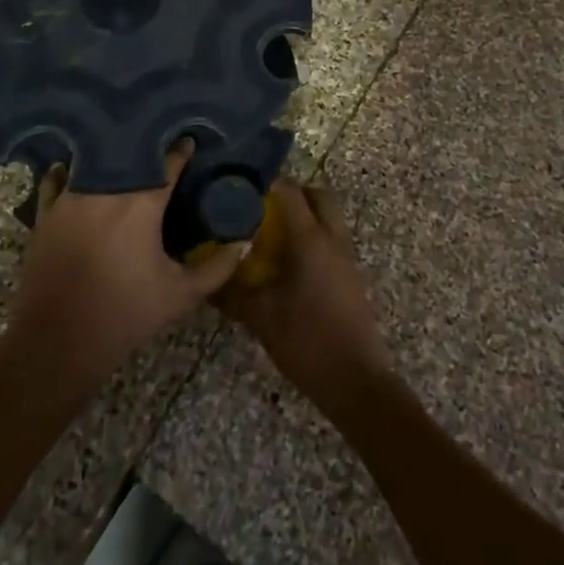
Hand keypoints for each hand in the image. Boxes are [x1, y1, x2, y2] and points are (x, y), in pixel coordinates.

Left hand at [4, 139, 248, 392]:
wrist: (58, 344)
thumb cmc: (125, 316)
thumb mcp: (181, 295)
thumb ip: (218, 267)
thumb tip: (244, 242)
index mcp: (141, 205)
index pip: (168, 164)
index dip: (182, 152)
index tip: (190, 143)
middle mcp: (105, 191)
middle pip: (130, 156)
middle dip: (146, 149)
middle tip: (158, 149)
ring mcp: (71, 198)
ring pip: (93, 162)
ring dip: (109, 157)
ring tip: (121, 156)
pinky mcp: (47, 213)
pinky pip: (55, 179)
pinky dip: (66, 171)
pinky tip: (74, 170)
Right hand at [215, 179, 392, 410]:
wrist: (357, 381)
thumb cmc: (308, 341)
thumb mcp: (261, 317)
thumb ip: (232, 292)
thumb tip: (206, 278)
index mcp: (311, 238)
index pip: (289, 191)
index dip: (266, 183)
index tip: (241, 186)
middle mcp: (332, 238)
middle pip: (317, 195)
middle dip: (292, 194)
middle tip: (262, 207)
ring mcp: (347, 257)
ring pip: (328, 218)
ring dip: (304, 216)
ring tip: (272, 234)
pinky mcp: (352, 277)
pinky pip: (332, 240)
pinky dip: (313, 238)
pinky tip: (290, 263)